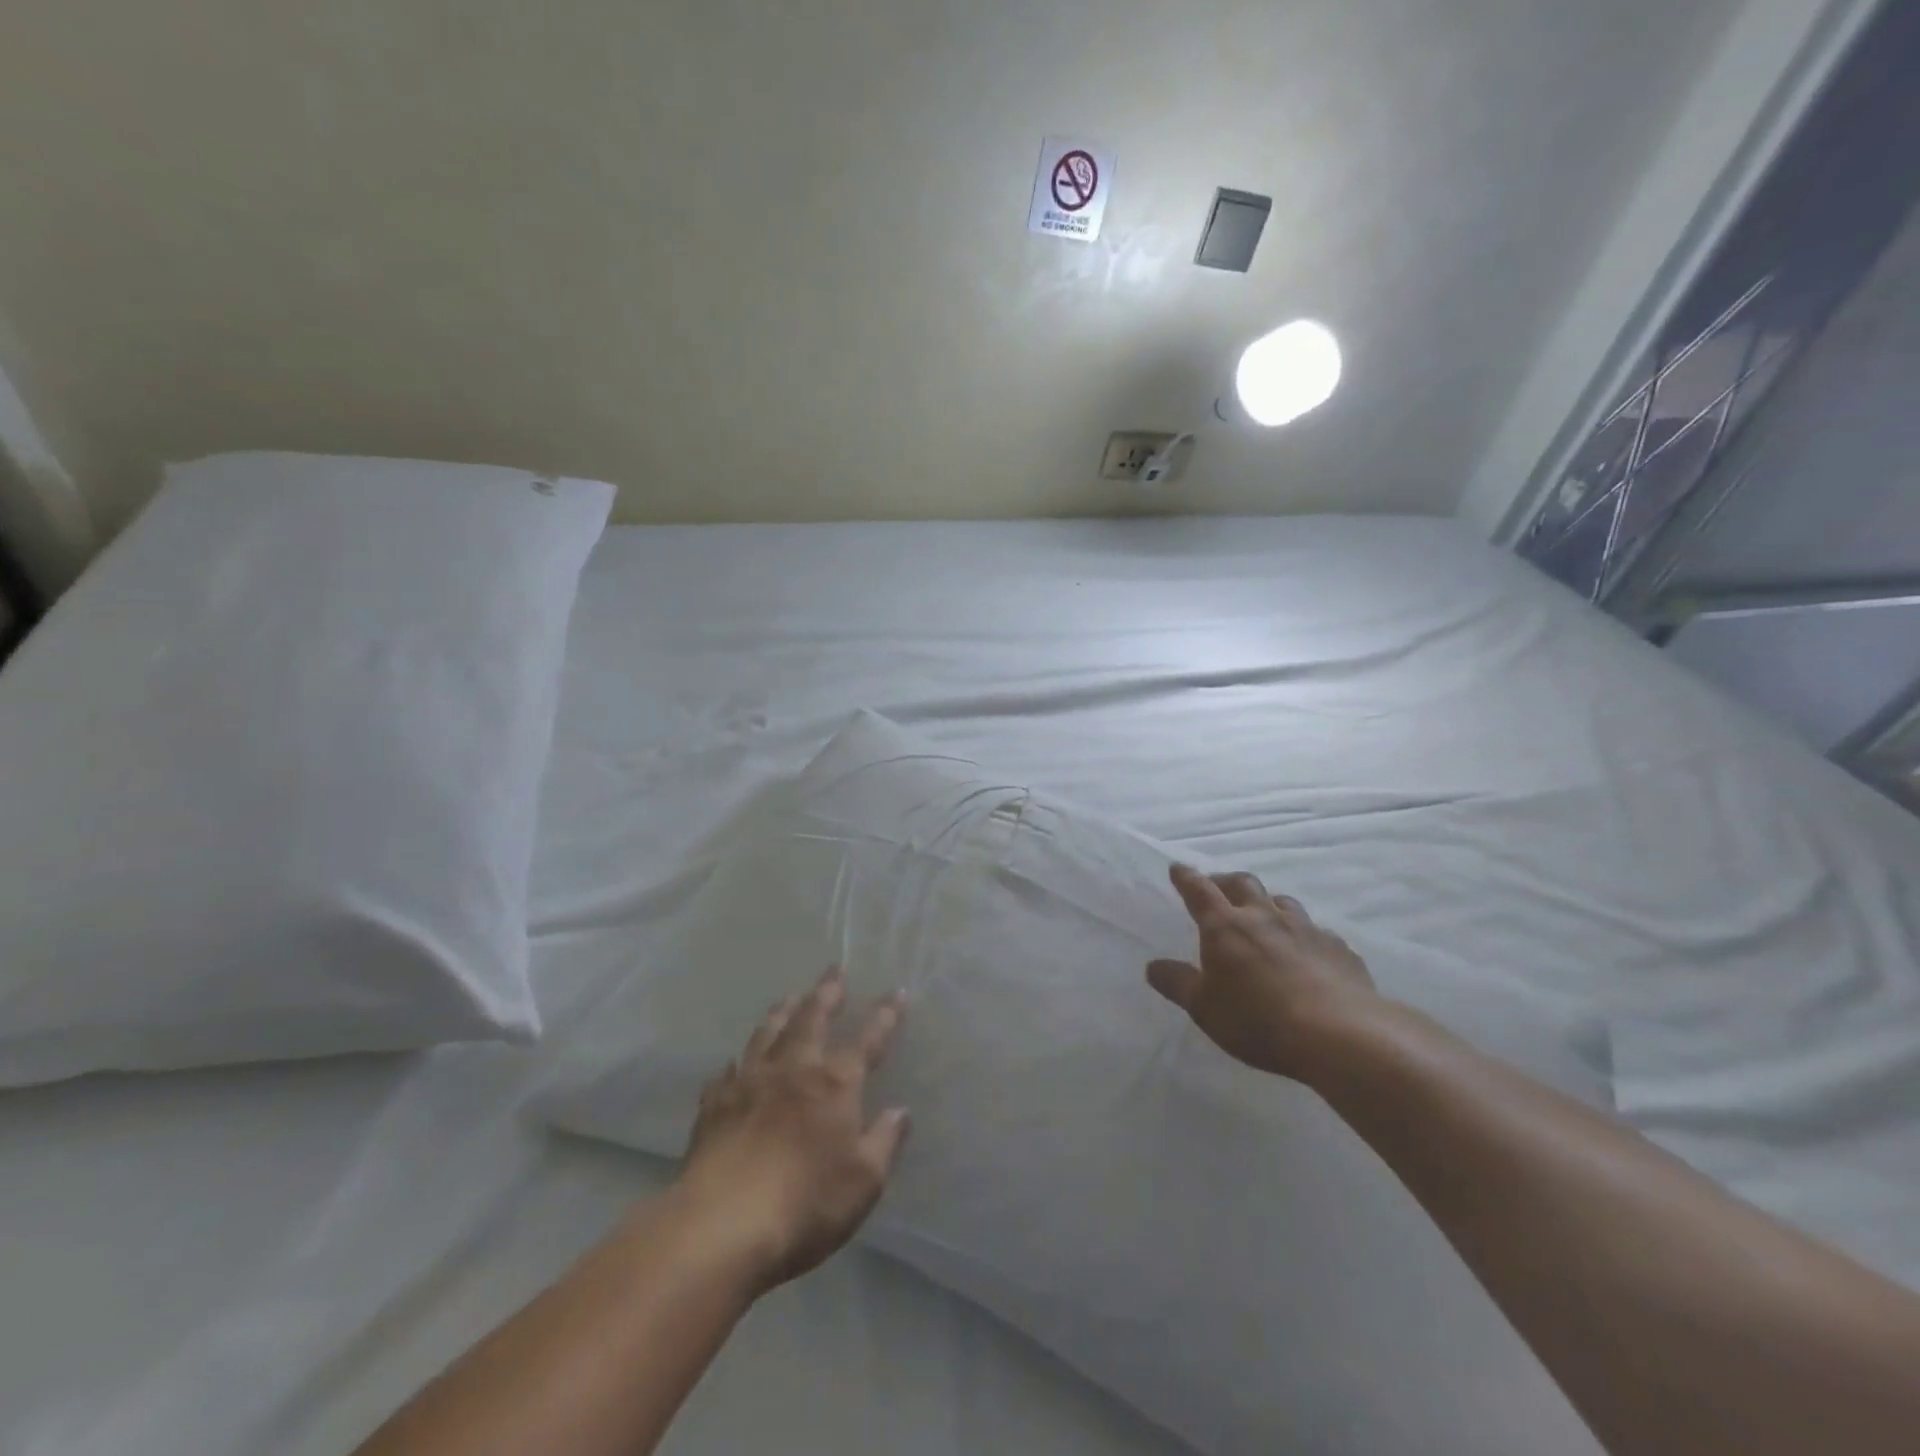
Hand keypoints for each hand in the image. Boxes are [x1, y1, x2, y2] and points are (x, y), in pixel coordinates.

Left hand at [676, 968, 908, 1293]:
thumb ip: (884, 1141)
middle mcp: (793, 1069)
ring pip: (768, 1033)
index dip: (885, 1015)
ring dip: (782, 1012)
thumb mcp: (863, 1182)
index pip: (867, 1039)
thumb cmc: (805, 1205)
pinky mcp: (714, 1106)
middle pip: (812, 1018)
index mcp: (835, 1083)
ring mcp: (749, 1083)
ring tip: (790, 996)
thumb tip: (900, 1111)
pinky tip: (734, 1063)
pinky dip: (737, 1063)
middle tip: (833, 970)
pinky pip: (727, 1073)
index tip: (896, 991)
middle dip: (827, 992)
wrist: (720, 1227)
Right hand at [1147, 864, 1378, 1081]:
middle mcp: (1264, 917)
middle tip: (1218, 888)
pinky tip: (1307, 954)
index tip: (1178, 869)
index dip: (1186, 878)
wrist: (1340, 1035)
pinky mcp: (1339, 949)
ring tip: (1264, 917)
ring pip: (1283, 902)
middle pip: (1243, 884)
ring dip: (1268, 904)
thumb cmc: (1258, 1020)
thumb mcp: (1204, 1008)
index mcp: (1225, 927)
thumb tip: (1153, 966)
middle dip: (1227, 882)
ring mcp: (1306, 929)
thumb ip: (1177, 983)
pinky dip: (1304, 935)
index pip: (1199, 891)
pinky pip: (1317, 932)